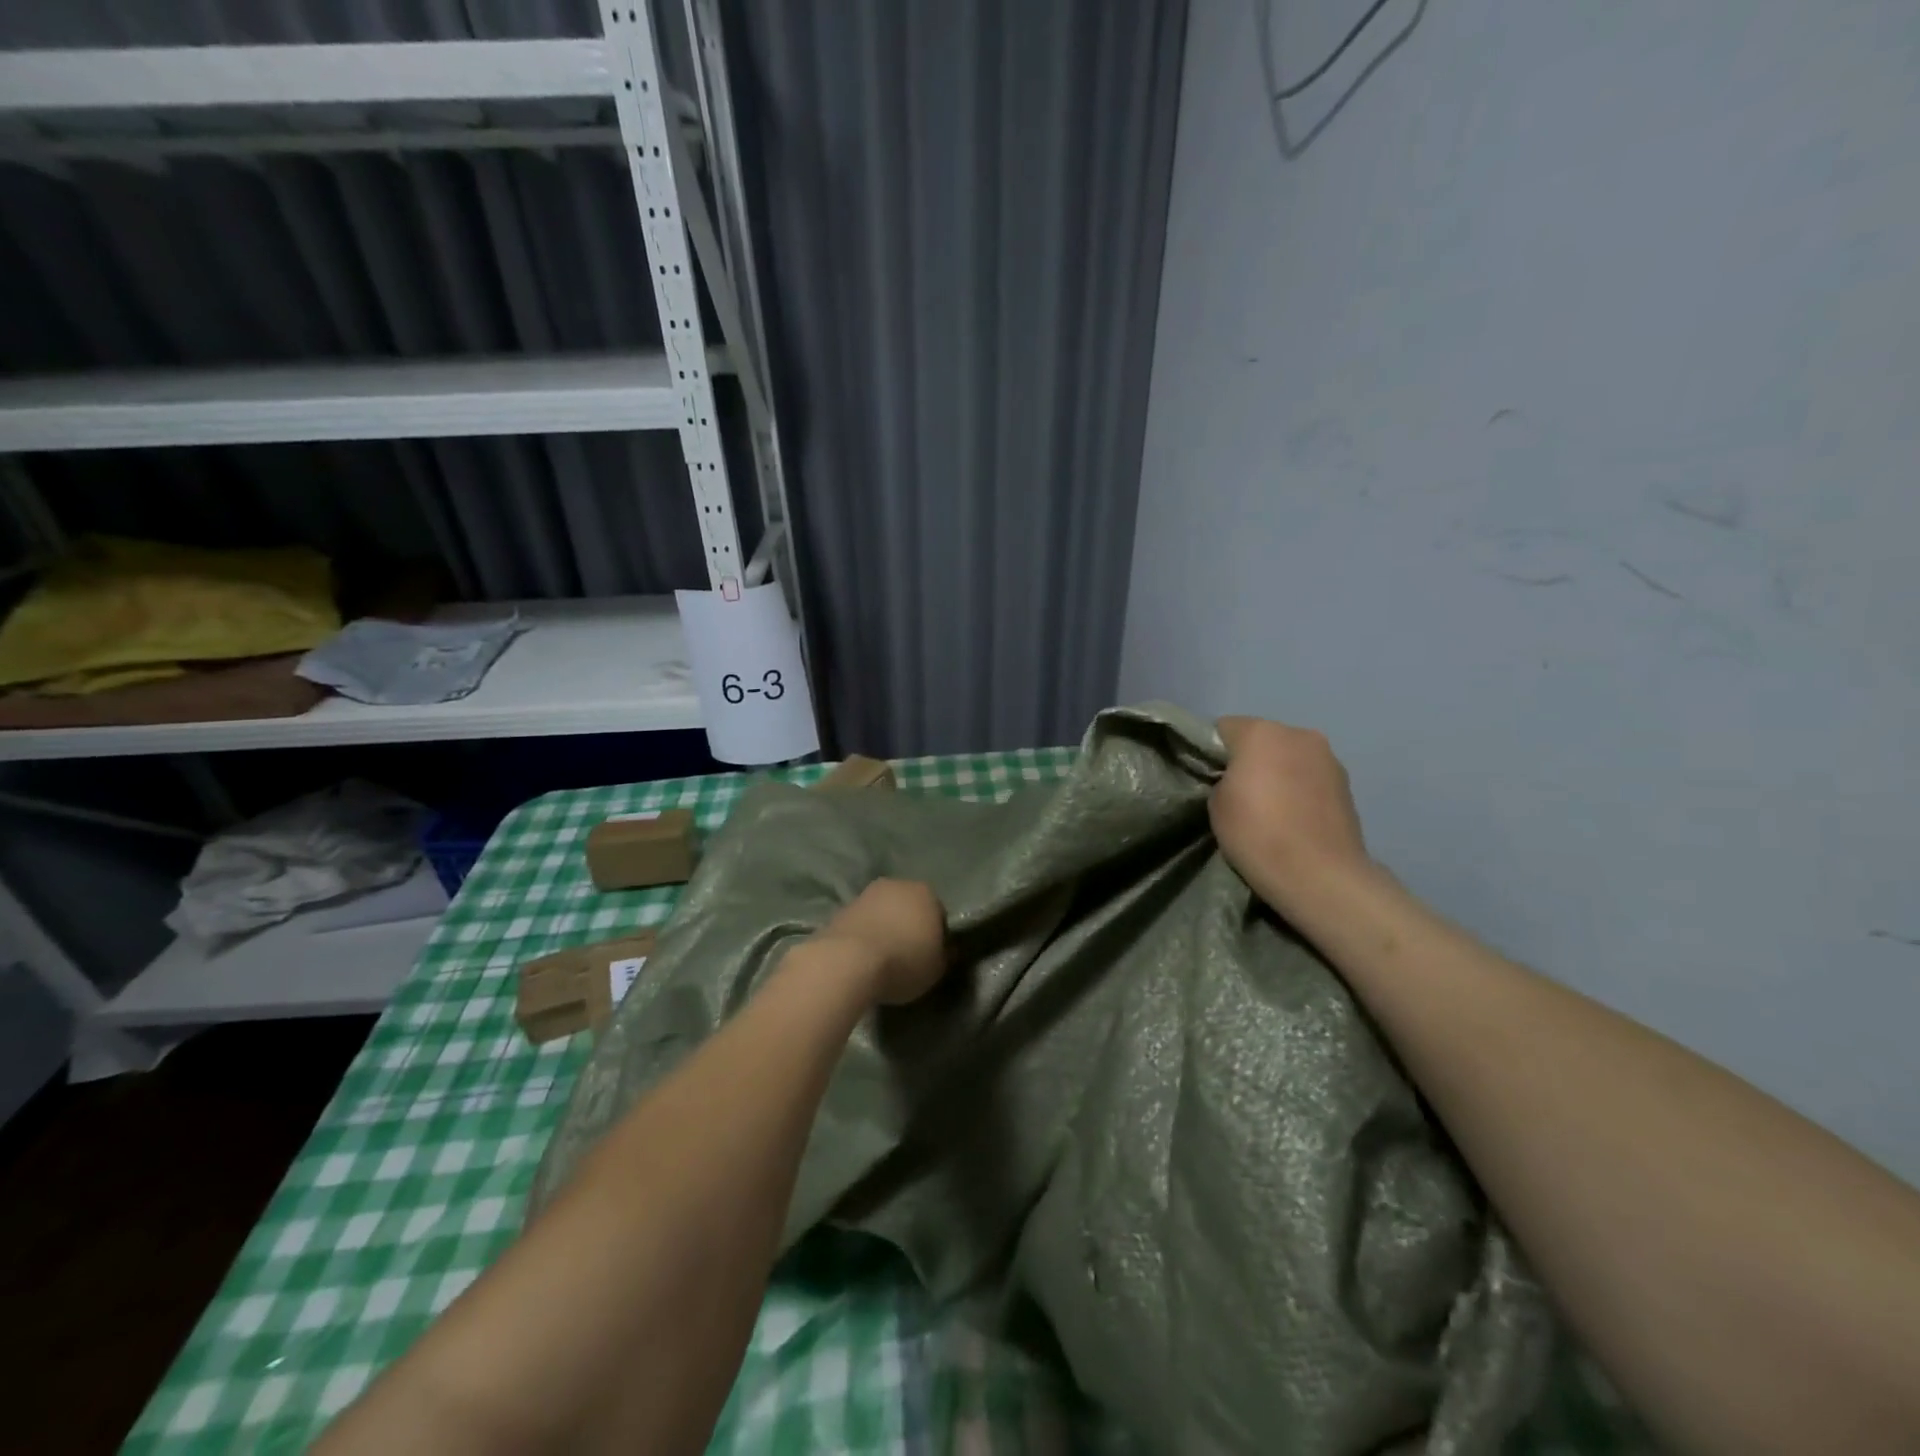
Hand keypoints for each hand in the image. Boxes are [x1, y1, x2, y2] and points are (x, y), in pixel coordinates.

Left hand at [817, 878, 948, 1006]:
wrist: (849, 961)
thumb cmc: (903, 962)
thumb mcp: (937, 969)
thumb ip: (945, 955)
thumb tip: (945, 949)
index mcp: (926, 894)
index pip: (939, 914)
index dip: (937, 936)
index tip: (931, 956)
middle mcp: (898, 885)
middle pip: (909, 907)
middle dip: (910, 926)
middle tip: (908, 955)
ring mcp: (867, 894)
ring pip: (884, 912)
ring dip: (886, 927)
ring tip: (883, 957)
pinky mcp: (842, 908)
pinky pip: (863, 922)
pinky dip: (865, 934)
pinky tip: (863, 956)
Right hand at [1211, 716, 1372, 910]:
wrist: (1320, 875)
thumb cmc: (1257, 833)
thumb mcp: (1216, 804)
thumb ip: (1223, 779)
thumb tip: (1236, 780)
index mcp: (1261, 732)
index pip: (1224, 728)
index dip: (1213, 752)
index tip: (1209, 778)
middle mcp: (1298, 734)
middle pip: (1262, 739)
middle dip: (1249, 759)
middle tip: (1239, 794)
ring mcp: (1329, 758)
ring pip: (1290, 756)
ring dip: (1279, 773)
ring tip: (1271, 809)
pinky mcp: (1348, 785)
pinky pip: (1311, 777)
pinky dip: (1301, 790)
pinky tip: (1295, 818)